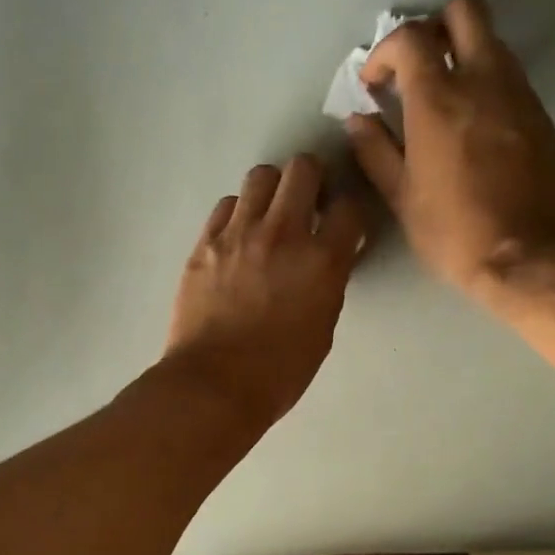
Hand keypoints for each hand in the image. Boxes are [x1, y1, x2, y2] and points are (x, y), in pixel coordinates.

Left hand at [164, 155, 366, 427]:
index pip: (349, 207)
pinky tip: (239, 236)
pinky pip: (226, 205)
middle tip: (308, 202)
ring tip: (269, 215)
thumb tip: (328, 260)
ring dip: (272, 190)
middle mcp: (282, 233)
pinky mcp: (205, 243)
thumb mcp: (322, 328)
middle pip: (302, 169)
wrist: (213, 385)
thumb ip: (328, 283)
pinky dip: (238, 212)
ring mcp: (238, 234)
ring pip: (260, 176)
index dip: (349, 211)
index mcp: (321, 260)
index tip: (343, 223)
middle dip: (312, 179)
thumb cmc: (279, 371)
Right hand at [346, 0, 554, 307]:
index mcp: (439, 99)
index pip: (410, 38)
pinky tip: (475, 129)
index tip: (375, 83)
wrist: (531, 257)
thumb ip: (376, 151)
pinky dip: (488, 86)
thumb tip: (358, 121)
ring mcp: (520, 94)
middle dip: (435, 27)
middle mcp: (484, 80)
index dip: (385, 51)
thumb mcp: (402, 197)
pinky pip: (512, 79)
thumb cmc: (454, 232)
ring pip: (493, 42)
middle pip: (465, 10)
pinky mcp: (543, 115)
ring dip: (464, 55)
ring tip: (445, 100)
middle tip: (418, 67)